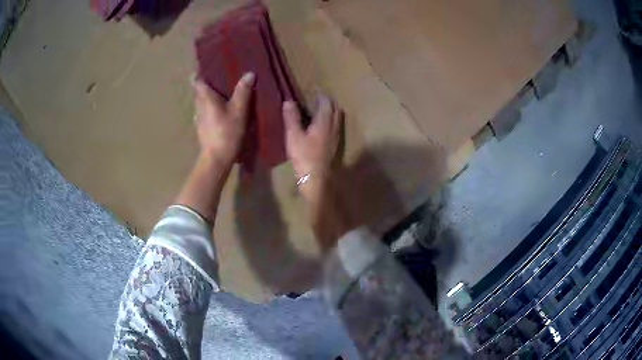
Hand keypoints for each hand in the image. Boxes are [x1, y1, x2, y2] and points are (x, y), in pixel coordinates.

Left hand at [193, 72, 255, 166]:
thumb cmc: (226, 132)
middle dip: (207, 82)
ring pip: (201, 101)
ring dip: (209, 95)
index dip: (199, 72)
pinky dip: (210, 107)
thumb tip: (249, 73)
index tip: (207, 66)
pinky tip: (221, 110)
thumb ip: (243, 91)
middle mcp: (198, 105)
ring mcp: (198, 118)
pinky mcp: (201, 128)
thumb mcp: (239, 111)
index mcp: (205, 97)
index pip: (196, 80)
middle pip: (199, 90)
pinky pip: (204, 111)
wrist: (216, 159)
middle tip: (221, 76)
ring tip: (223, 91)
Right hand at [282, 93, 340, 185]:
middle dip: (327, 101)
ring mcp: (337, 137)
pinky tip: (322, 128)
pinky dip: (331, 121)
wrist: (317, 179)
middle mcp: (334, 127)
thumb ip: (291, 118)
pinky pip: (336, 127)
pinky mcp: (336, 146)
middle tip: (316, 99)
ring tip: (319, 111)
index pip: (326, 102)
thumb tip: (288, 101)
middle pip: (335, 108)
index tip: (314, 90)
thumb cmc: (304, 157)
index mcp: (324, 122)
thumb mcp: (293, 136)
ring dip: (331, 111)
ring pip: (337, 118)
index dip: (321, 95)